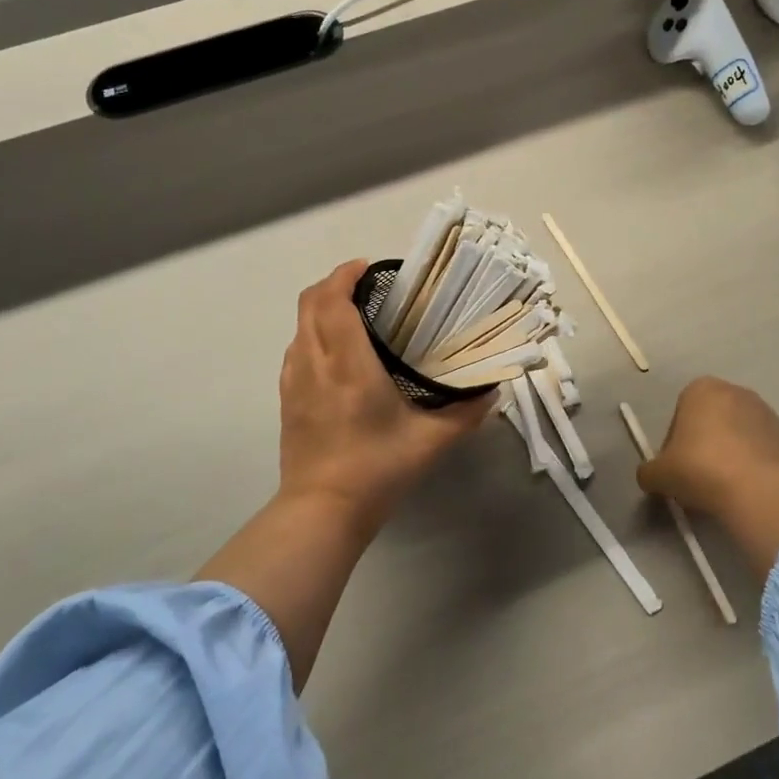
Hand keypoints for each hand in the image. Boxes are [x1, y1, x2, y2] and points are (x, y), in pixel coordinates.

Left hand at [277, 260, 492, 531]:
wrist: (322, 511)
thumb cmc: (377, 470)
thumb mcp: (430, 442)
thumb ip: (465, 413)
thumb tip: (492, 390)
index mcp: (348, 364)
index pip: (333, 300)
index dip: (346, 274)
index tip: (369, 267)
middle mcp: (315, 363)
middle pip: (309, 303)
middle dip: (333, 284)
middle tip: (367, 287)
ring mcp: (294, 382)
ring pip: (299, 326)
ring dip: (321, 310)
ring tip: (355, 318)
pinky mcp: (287, 400)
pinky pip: (296, 351)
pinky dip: (313, 336)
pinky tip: (337, 357)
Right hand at [638, 377, 778, 576]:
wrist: (762, 490)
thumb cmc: (701, 469)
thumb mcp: (659, 474)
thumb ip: (649, 471)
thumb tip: (650, 476)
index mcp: (701, 389)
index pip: (680, 413)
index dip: (674, 443)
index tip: (676, 468)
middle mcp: (737, 392)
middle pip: (711, 422)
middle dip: (704, 447)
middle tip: (698, 479)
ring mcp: (768, 414)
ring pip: (738, 437)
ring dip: (730, 457)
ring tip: (724, 490)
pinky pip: (762, 452)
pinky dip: (754, 467)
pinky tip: (748, 492)